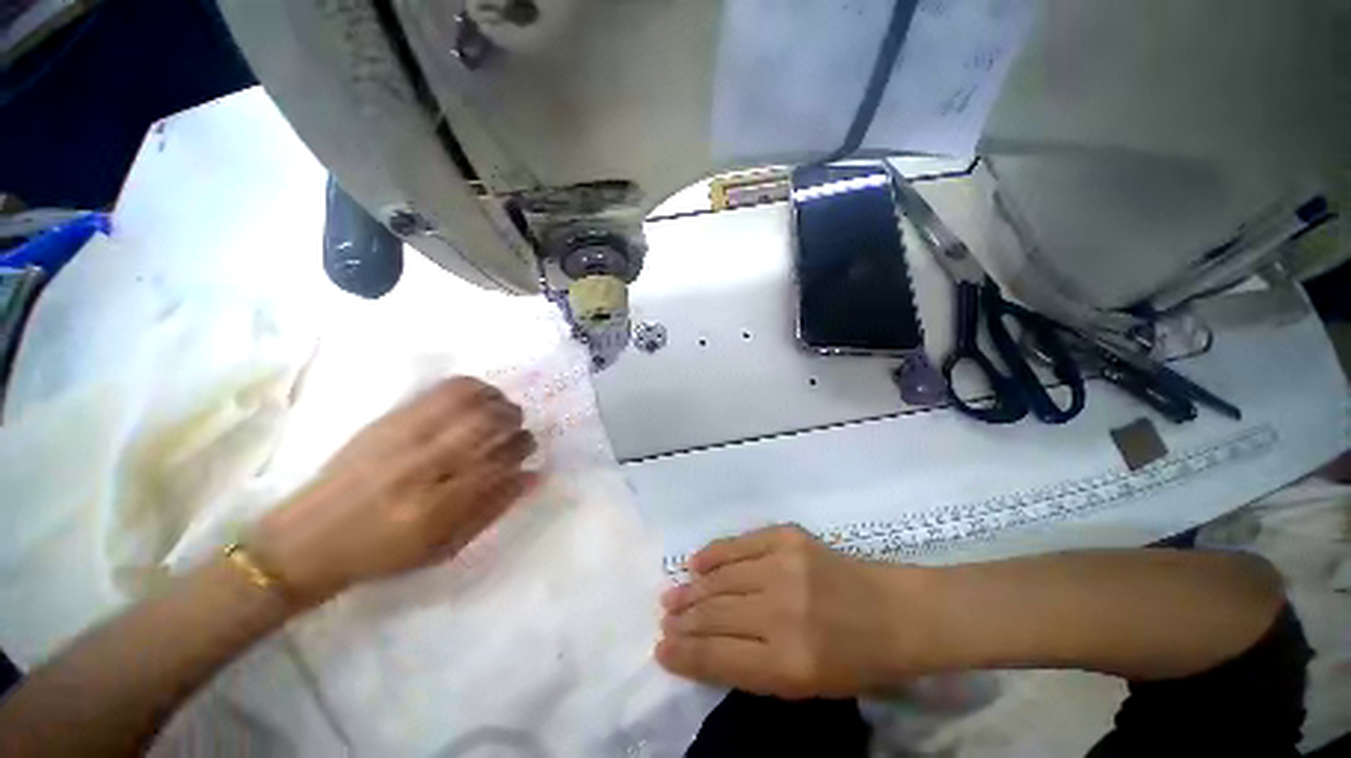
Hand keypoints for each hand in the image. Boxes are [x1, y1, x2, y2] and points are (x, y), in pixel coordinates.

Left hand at [251, 377, 538, 606]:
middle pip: (489, 423)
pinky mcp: (389, 419)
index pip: (500, 460)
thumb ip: (494, 509)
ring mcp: (404, 436)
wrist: (309, 539)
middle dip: (514, 421)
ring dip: (496, 401)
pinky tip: (477, 400)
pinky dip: (472, 388)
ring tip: (499, 411)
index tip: (526, 448)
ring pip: (470, 399)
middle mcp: (423, 465)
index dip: (522, 448)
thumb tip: (533, 474)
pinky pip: (443, 389)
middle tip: (515, 429)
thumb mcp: (445, 548)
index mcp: (438, 507)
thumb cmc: (383, 554)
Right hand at [656, 525, 921, 698]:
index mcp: (788, 663)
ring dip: (692, 588)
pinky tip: (696, 562)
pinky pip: (738, 543)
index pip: (717, 656)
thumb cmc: (854, 660)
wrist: (894, 611)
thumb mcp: (803, 686)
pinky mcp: (787, 537)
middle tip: (664, 619)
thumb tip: (701, 647)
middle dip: (683, 619)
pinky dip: (713, 553)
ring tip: (673, 594)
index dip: (683, 654)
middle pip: (715, 613)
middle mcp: (781, 612)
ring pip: (722, 578)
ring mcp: (784, 567)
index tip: (660, 648)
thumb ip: (749, 668)